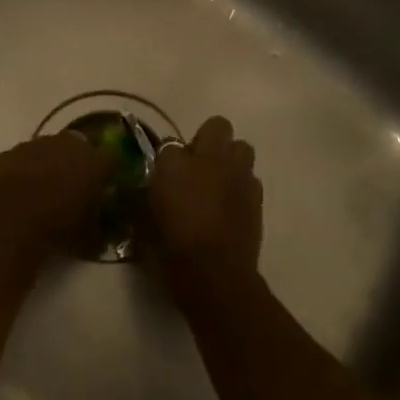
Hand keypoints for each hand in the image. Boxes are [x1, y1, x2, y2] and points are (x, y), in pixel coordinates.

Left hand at [0, 133, 116, 248]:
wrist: (6, 222)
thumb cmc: (57, 228)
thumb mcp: (89, 239)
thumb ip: (101, 230)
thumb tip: (106, 234)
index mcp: (94, 161)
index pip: (113, 156)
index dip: (111, 170)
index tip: (108, 184)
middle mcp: (67, 144)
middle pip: (79, 147)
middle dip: (79, 163)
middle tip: (75, 186)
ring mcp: (34, 145)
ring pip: (48, 149)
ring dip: (50, 164)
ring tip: (45, 190)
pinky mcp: (8, 153)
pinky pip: (22, 159)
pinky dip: (23, 170)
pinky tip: (18, 192)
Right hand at [149, 116, 262, 293]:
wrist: (214, 274)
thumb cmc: (171, 245)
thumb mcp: (143, 219)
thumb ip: (142, 195)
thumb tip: (145, 187)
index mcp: (175, 161)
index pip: (169, 142)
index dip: (167, 156)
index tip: (164, 173)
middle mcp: (210, 158)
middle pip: (217, 126)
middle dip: (208, 139)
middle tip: (197, 165)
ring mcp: (239, 174)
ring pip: (242, 148)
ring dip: (230, 158)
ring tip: (219, 181)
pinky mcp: (257, 196)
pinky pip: (251, 177)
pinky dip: (241, 185)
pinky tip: (231, 204)